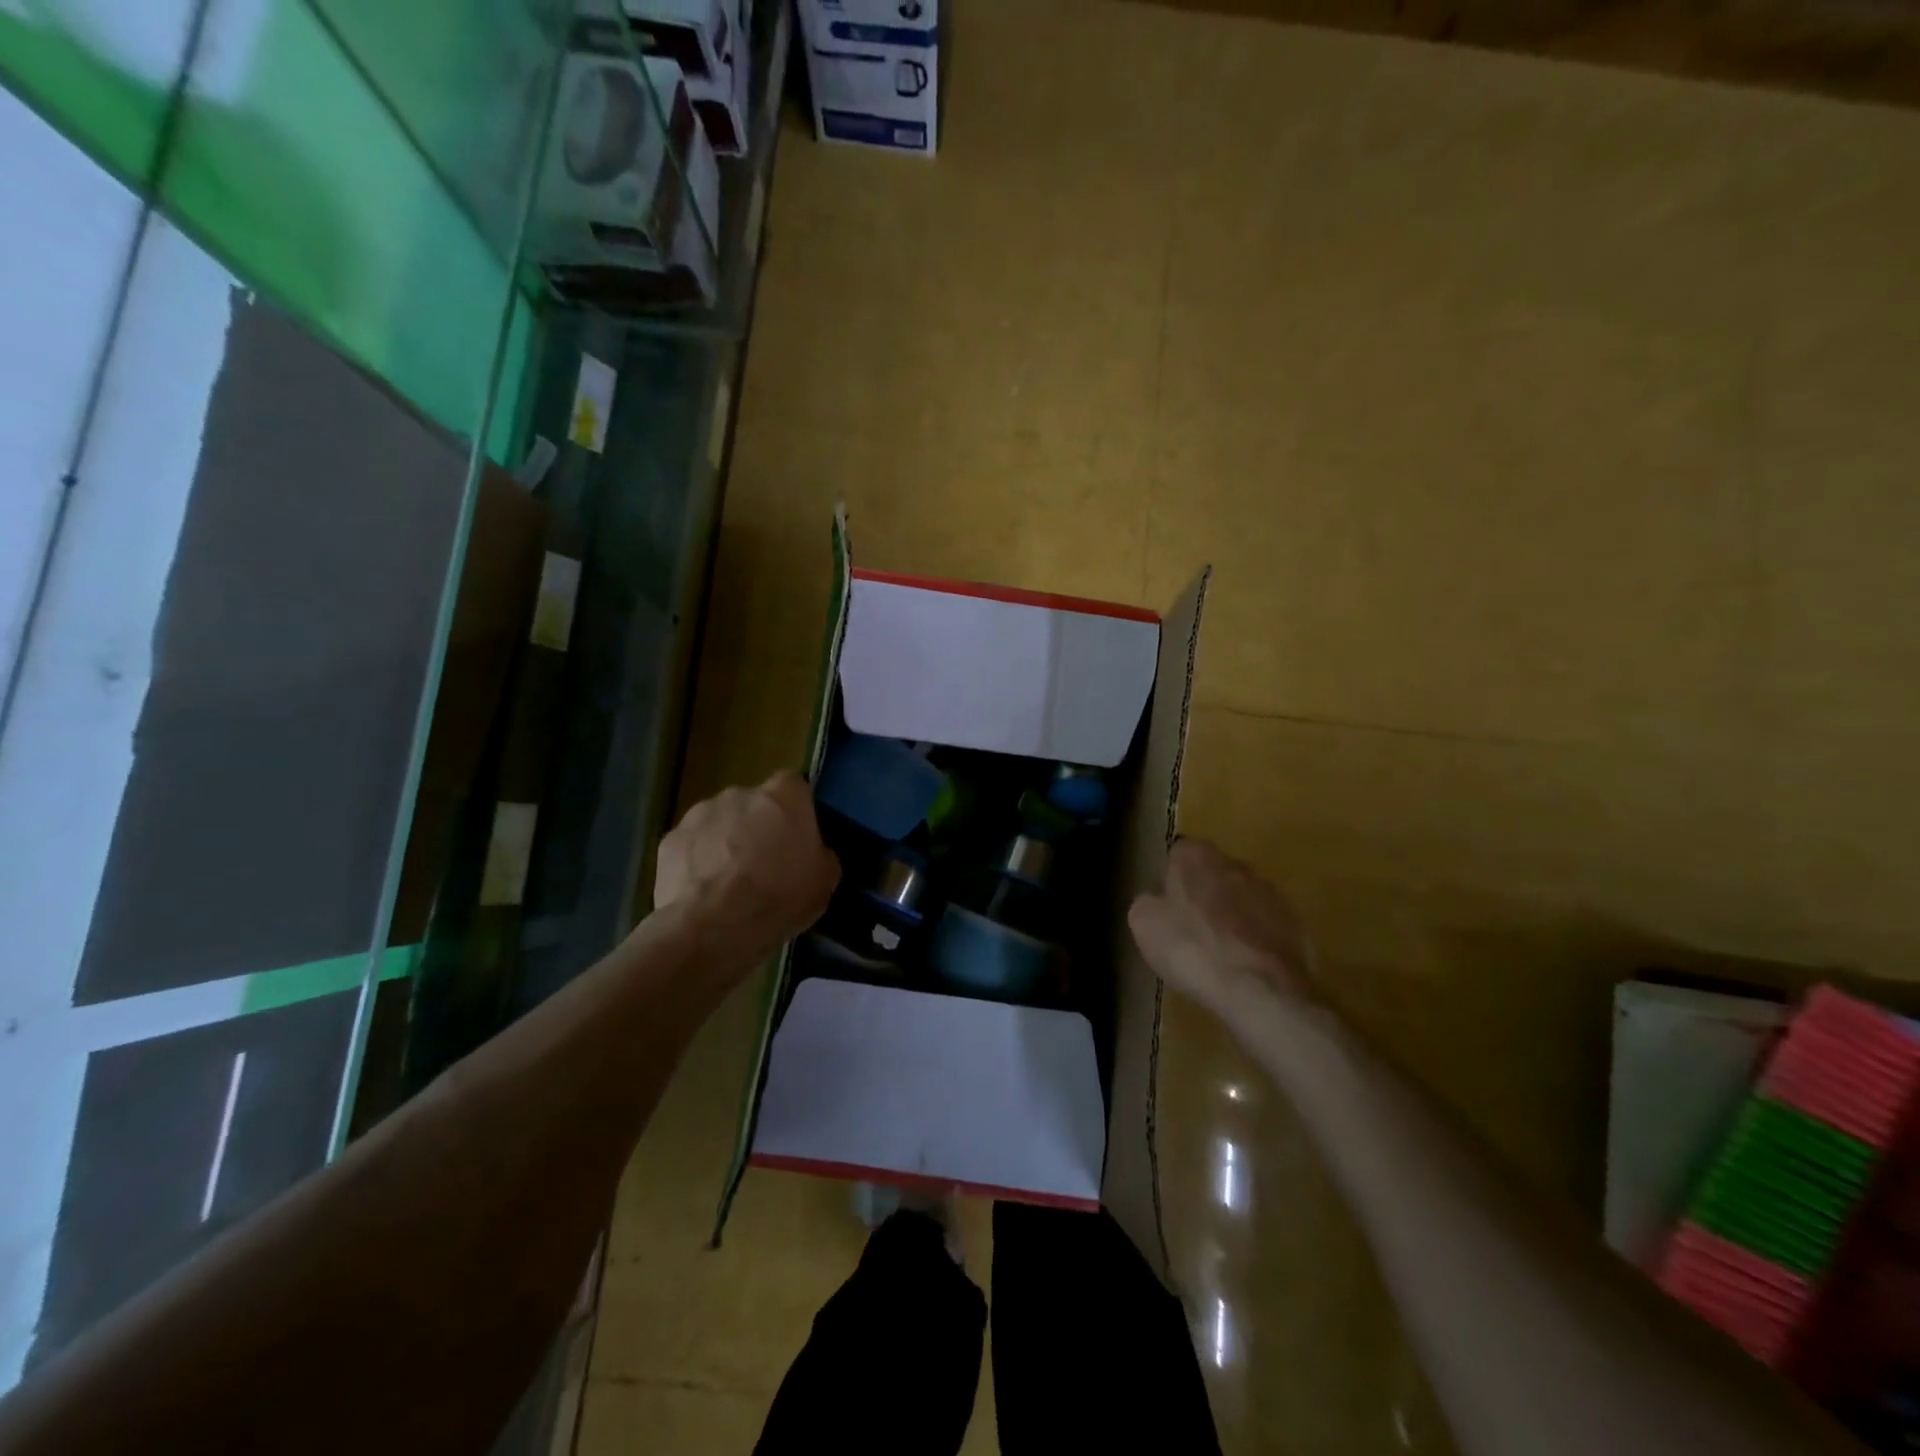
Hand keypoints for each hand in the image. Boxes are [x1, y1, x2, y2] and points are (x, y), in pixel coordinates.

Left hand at [655, 772, 839, 973]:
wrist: (713, 926)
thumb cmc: (779, 897)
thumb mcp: (825, 881)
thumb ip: (820, 854)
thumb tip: (813, 853)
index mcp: (784, 796)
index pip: (794, 786)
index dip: (794, 811)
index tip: (795, 837)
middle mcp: (741, 793)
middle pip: (753, 804)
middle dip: (757, 826)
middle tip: (763, 864)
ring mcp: (700, 813)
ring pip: (719, 822)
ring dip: (724, 843)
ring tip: (728, 883)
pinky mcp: (669, 839)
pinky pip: (691, 846)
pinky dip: (696, 862)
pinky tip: (702, 893)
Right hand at [1128, 839, 1316, 1024]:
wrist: (1260, 990)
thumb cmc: (1192, 948)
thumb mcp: (1144, 924)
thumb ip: (1148, 901)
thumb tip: (1158, 901)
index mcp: (1197, 856)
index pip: (1179, 853)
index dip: (1171, 877)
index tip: (1166, 904)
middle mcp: (1237, 865)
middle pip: (1214, 873)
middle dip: (1204, 893)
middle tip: (1190, 928)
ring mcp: (1272, 894)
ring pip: (1243, 899)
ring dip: (1232, 916)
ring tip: (1219, 952)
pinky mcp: (1296, 925)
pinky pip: (1266, 927)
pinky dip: (1255, 940)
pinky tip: (1245, 967)